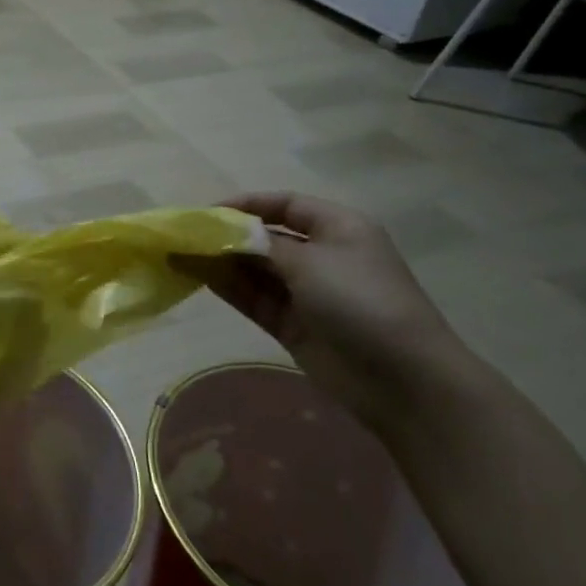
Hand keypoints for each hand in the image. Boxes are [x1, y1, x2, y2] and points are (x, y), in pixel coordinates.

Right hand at [176, 192, 476, 435]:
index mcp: (339, 229)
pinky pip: (255, 299)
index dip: (247, 204)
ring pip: (256, 270)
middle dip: (227, 235)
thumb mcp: (311, 262)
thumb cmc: (363, 303)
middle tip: (185, 235)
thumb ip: (261, 245)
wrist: (405, 381)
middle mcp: (323, 256)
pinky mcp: (295, 326)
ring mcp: (308, 293)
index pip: (286, 204)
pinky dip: (229, 287)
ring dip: (222, 261)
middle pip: (267, 237)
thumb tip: (222, 232)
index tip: (207, 212)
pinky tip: (198, 277)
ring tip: (180, 254)